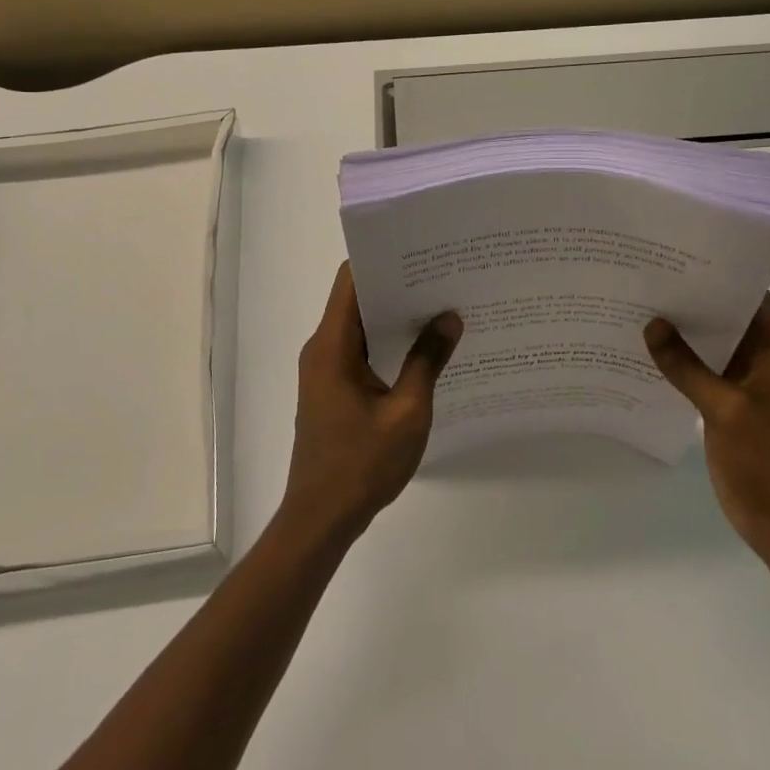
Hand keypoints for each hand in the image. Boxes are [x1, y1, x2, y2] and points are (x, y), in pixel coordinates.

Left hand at [281, 263, 462, 540]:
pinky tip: (424, 347)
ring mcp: (326, 369)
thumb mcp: (407, 412)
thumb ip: (427, 361)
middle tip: (443, 274)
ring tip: (441, 304)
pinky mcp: (334, 388)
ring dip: (395, 315)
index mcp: (332, 345)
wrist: (321, 519)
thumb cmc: (362, 465)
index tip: (420, 249)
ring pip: (361, 325)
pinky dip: (389, 342)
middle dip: (397, 284)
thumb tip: (449, 318)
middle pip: (357, 298)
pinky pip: (362, 350)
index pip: (351, 280)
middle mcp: (323, 348)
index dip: (382, 258)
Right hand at [644, 296, 769, 568]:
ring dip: (681, 331)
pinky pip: (700, 374)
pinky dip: (677, 362)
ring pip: (709, 346)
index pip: (750, 295)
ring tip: (635, 303)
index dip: (719, 270)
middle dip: (690, 297)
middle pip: (725, 316)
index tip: (678, 250)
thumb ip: (687, 367)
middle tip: (643, 272)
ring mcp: (743, 385)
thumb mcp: (727, 410)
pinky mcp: (727, 408)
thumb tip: (652, 324)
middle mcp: (761, 360)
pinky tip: (643, 351)